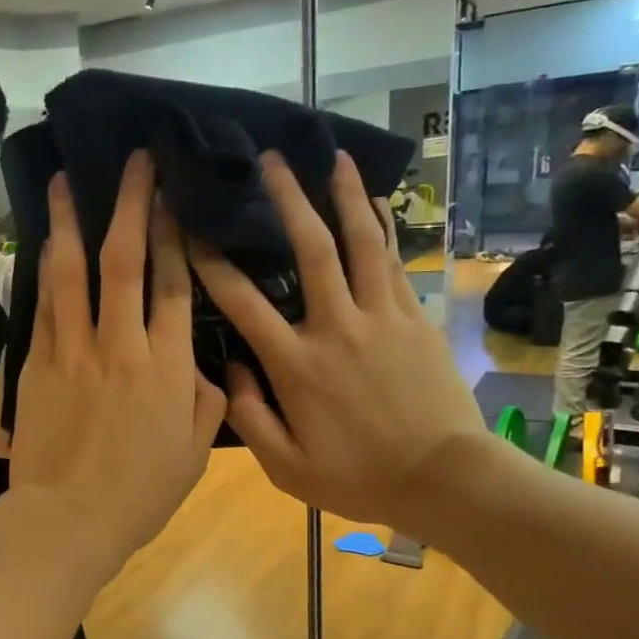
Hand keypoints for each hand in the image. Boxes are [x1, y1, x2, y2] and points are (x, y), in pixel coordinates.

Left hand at [9, 151, 226, 571]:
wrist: (68, 519)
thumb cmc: (138, 494)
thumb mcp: (193, 454)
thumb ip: (207, 401)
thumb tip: (207, 366)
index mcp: (169, 367)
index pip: (178, 285)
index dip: (178, 235)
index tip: (176, 197)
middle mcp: (123, 345)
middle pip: (128, 260)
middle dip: (133, 204)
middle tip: (136, 161)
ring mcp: (75, 350)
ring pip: (75, 271)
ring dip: (74, 220)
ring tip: (69, 178)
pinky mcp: (39, 362)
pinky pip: (46, 304)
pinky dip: (49, 268)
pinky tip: (49, 239)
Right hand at [190, 150, 484, 531]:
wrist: (446, 481)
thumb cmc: (359, 478)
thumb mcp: (286, 468)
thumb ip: (249, 417)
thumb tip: (230, 367)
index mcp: (296, 365)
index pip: (242, 302)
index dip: (212, 261)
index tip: (192, 226)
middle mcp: (336, 327)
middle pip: (310, 250)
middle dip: (287, 200)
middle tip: (270, 161)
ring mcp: (381, 318)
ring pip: (360, 243)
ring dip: (345, 196)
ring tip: (334, 158)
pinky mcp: (415, 319)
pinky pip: (396, 262)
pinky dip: (384, 227)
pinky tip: (376, 201)